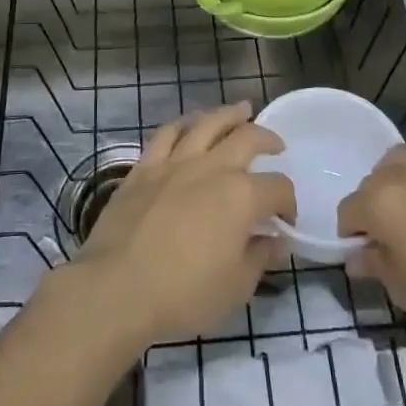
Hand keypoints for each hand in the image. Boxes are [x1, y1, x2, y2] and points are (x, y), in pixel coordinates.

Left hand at [64, 103, 295, 351]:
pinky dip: (183, 124)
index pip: (277, 187)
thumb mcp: (236, 287)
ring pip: (207, 123)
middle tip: (276, 143)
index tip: (285, 221)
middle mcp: (212, 167)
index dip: (288, 202)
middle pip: (247, 138)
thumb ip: (260, 257)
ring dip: (228, 114)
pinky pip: (166, 133)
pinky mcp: (144, 167)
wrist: (117, 288)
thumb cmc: (183, 294)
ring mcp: (175, 162)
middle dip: (267, 138)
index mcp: (241, 196)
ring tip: (241, 110)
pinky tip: (189, 125)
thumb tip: (275, 240)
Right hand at [338, 118, 405, 355]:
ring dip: (397, 177)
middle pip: (375, 181)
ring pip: (405, 158)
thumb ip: (378, 267)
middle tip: (389, 239)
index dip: (352, 233)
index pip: (349, 211)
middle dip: (373, 206)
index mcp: (381, 205)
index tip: (364, 256)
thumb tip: (359, 255)